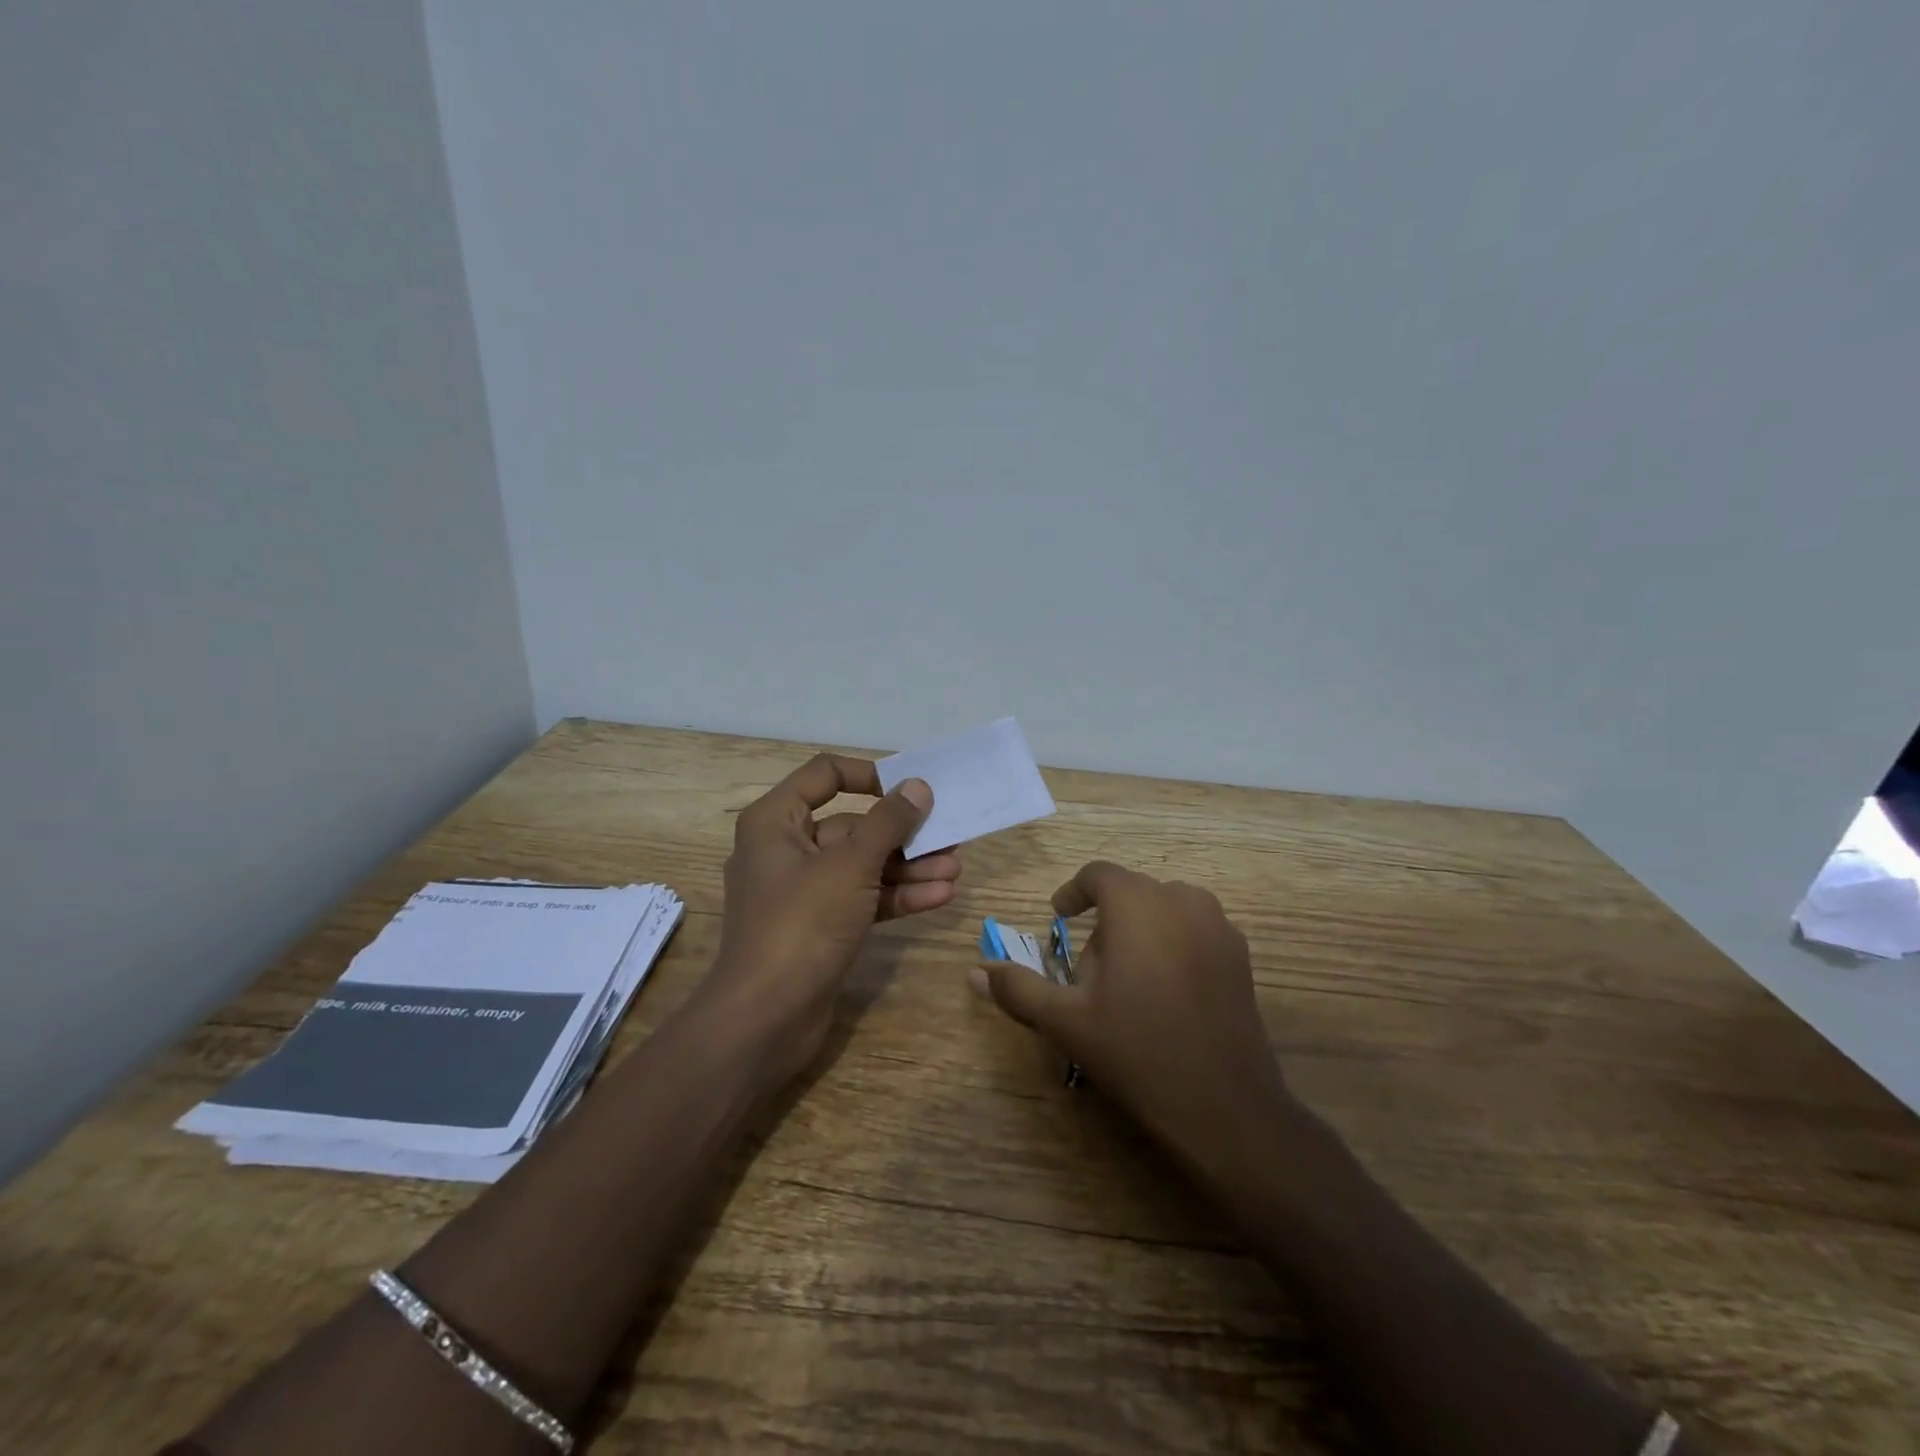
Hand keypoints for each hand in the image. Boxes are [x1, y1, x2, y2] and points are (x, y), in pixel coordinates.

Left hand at [703, 753, 960, 1081]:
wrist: (766, 1019)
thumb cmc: (802, 924)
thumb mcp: (851, 866)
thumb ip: (888, 823)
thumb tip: (917, 786)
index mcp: (776, 821)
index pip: (825, 775)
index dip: (869, 775)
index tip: (909, 787)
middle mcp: (786, 849)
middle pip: (852, 826)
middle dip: (903, 834)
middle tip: (949, 835)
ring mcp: (803, 892)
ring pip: (862, 866)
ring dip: (908, 868)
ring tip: (955, 869)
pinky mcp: (820, 926)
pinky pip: (862, 898)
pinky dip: (896, 896)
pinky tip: (939, 896)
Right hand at [973, 860, 1297, 1176]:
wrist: (1224, 1105)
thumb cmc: (1137, 1051)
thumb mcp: (1066, 1020)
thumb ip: (1018, 988)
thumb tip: (976, 971)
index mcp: (1137, 903)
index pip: (1098, 874)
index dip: (1074, 893)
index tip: (1059, 918)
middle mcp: (1181, 899)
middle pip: (1131, 892)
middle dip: (1106, 920)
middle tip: (1090, 971)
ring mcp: (1218, 924)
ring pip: (1165, 908)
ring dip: (1141, 928)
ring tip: (1128, 978)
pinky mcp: (1241, 953)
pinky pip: (1195, 928)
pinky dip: (1173, 942)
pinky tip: (1166, 990)